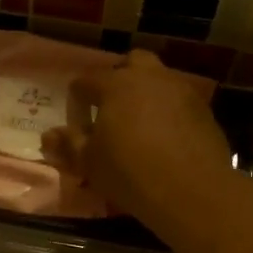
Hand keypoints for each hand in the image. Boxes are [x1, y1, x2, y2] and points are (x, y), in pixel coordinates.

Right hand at [41, 50, 235, 231]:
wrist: (192, 191)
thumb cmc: (130, 172)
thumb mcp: (89, 163)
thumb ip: (68, 145)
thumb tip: (49, 135)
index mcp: (116, 85)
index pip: (86, 80)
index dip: (77, 98)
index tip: (77, 119)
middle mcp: (150, 77)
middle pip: (131, 62)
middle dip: (119, 77)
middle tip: (111, 107)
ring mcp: (181, 90)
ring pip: (159, 79)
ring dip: (146, 92)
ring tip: (140, 123)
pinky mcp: (204, 110)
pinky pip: (179, 101)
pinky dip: (169, 111)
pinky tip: (166, 137)